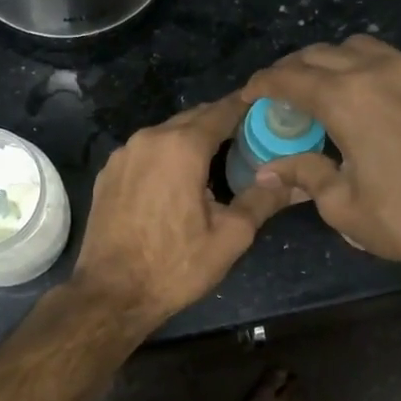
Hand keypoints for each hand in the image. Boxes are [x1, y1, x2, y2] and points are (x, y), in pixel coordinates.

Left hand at [72, 93, 296, 330]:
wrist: (110, 294)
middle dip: (220, 123)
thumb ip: (262, 199)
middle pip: (192, 119)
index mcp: (182, 147)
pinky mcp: (107, 174)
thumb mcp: (230, 236)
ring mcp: (123, 155)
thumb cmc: (175, 265)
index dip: (246, 107)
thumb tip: (293, 180)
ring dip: (191, 140)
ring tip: (217, 159)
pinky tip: (177, 179)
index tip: (267, 108)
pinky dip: (166, 156)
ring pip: (166, 134)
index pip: (221, 111)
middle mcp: (148, 139)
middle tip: (249, 137)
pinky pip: (145, 153)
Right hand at [243, 35, 400, 271]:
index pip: (291, 77)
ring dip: (333, 62)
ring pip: (361, 47)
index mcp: (347, 99)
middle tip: (282, 94)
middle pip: (322, 53)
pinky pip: (395, 60)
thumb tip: (270, 169)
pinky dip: (369, 69)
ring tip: (325, 90)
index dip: (263, 83)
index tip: (250, 94)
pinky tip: (370, 98)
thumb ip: (304, 174)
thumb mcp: (342, 205)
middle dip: (294, 69)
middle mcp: (379, 71)